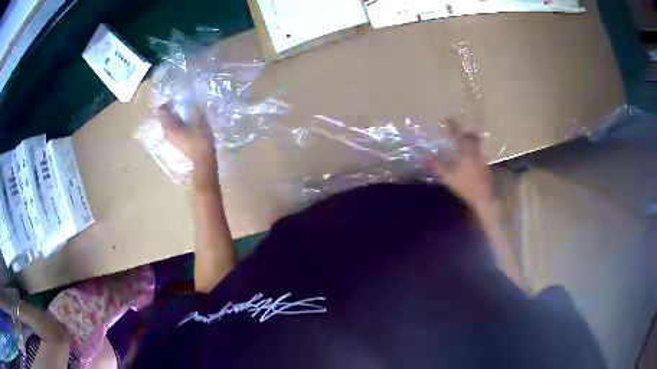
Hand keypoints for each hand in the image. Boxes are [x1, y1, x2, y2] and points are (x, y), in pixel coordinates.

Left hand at [156, 105, 218, 188]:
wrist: (203, 161)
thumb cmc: (200, 140)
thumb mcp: (200, 121)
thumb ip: (194, 109)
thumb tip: (192, 102)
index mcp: (170, 126)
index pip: (162, 110)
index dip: (167, 103)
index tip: (175, 98)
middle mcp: (167, 133)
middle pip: (164, 118)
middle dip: (169, 110)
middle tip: (179, 103)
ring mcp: (171, 140)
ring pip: (168, 125)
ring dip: (173, 118)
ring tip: (183, 112)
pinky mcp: (177, 144)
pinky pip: (173, 131)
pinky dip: (177, 125)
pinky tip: (186, 123)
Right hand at [427, 118, 492, 210]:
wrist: (483, 198)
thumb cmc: (465, 186)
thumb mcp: (449, 178)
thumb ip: (438, 167)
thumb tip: (426, 158)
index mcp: (466, 153)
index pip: (459, 135)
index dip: (452, 125)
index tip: (447, 118)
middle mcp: (475, 152)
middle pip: (473, 136)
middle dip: (466, 131)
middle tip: (460, 130)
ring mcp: (482, 159)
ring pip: (478, 144)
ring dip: (472, 140)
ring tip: (466, 141)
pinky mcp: (485, 166)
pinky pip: (480, 153)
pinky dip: (475, 151)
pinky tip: (471, 158)